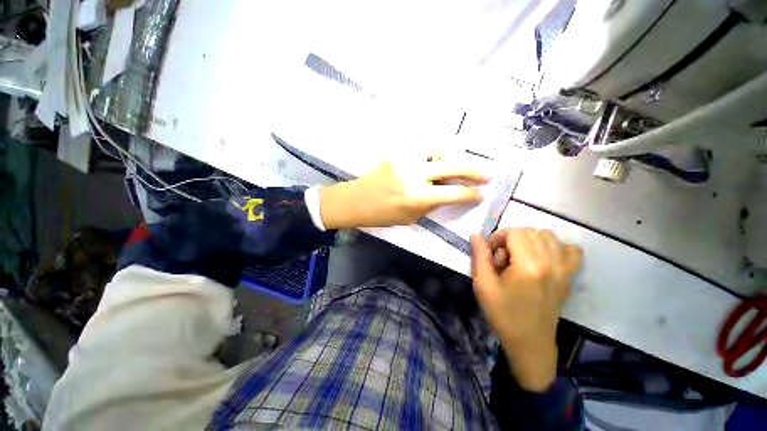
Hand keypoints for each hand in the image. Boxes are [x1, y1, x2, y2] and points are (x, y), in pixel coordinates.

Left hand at [318, 158, 487, 228]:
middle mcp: (415, 175)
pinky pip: (422, 149)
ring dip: (454, 157)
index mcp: (418, 197)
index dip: (471, 194)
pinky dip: (434, 155)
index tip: (480, 194)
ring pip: (440, 149)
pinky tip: (436, 161)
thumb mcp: (411, 217)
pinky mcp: (397, 152)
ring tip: (459, 165)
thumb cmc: (383, 215)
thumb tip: (448, 193)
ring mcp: (405, 160)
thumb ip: (432, 204)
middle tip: (486, 175)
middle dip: (475, 170)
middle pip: (454, 165)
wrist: (357, 200)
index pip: (454, 192)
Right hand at [471, 228, 581, 391]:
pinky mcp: (569, 276)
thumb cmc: (503, 315)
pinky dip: (556, 247)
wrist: (530, 343)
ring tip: (519, 257)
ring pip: (548, 236)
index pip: (515, 232)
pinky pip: (570, 250)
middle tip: (502, 259)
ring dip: (529, 240)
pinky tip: (543, 258)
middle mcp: (552, 263)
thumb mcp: (483, 285)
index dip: (498, 238)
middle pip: (530, 231)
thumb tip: (476, 235)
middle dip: (511, 238)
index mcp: (530, 265)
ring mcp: (565, 269)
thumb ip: (479, 256)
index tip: (490, 254)